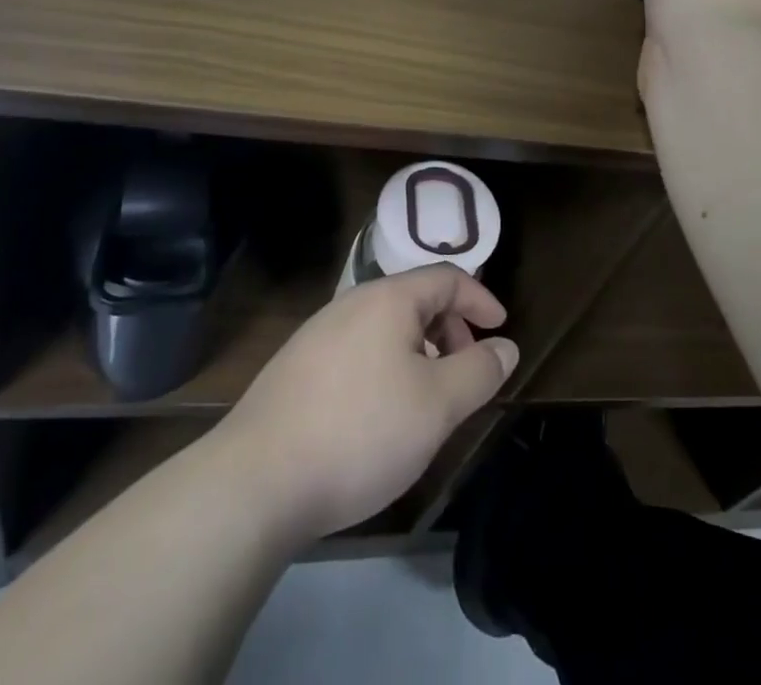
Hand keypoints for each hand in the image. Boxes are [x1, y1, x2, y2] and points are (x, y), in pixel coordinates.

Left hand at [212, 264, 518, 543]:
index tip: (501, 330)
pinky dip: (386, 367)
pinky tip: (379, 415)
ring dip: (419, 352)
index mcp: (388, 298)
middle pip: (415, 300)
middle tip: (466, 373)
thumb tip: (506, 347)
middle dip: (451, 330)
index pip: (447, 278)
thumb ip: (479, 371)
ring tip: (427, 399)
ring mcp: (318, 334)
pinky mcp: (295, 368)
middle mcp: (351, 303)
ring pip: (385, 328)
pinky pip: (357, 351)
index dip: (481, 299)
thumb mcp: (437, 405)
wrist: (255, 482)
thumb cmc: (361, 431)